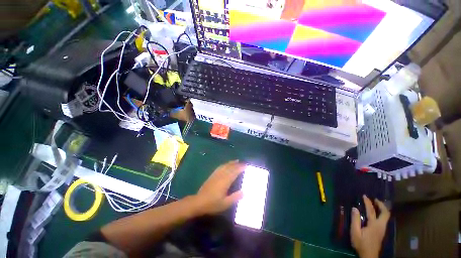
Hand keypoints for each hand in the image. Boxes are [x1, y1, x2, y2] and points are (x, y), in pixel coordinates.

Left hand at [193, 160, 245, 214]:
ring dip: (231, 162)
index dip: (241, 168)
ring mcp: (216, 174)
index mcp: (225, 181)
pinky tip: (226, 164)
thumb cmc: (213, 204)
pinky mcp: (212, 175)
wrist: (199, 202)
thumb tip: (244, 192)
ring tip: (236, 160)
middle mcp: (221, 175)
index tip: (246, 165)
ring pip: (225, 166)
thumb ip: (235, 197)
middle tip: (243, 162)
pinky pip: (220, 167)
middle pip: (230, 167)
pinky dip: (225, 164)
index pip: (235, 172)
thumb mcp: (225, 203)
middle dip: (237, 164)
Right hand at [351, 195, 389, 257]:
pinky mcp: (381, 232)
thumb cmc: (361, 244)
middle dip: (381, 205)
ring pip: (386, 216)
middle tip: (375, 199)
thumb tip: (355, 208)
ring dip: (381, 209)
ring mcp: (382, 229)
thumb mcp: (355, 232)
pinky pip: (383, 219)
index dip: (368, 203)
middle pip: (385, 213)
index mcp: (374, 225)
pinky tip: (376, 214)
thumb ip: (355, 220)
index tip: (364, 196)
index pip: (372, 211)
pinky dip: (381, 214)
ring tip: (375, 204)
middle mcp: (381, 226)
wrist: (369, 255)